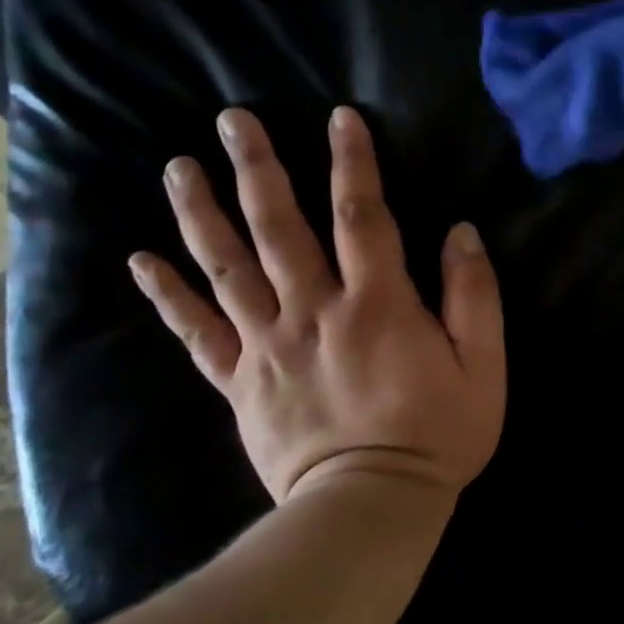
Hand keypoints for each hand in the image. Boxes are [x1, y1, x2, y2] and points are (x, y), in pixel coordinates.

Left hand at [128, 106, 504, 506]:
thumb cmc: (440, 432)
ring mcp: (267, 345)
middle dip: (257, 168)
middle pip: (279, 227)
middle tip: (232, 120)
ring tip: (178, 167)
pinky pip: (196, 332)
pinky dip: (167, 295)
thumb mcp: (483, 365)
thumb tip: (461, 233)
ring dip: (200, 213)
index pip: (362, 215)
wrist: (371, 505)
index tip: (339, 117)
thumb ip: (474, 295)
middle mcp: (314, 310)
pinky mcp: (239, 380)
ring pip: (227, 268)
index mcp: (378, 303)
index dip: (352, 162)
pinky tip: (140, 260)